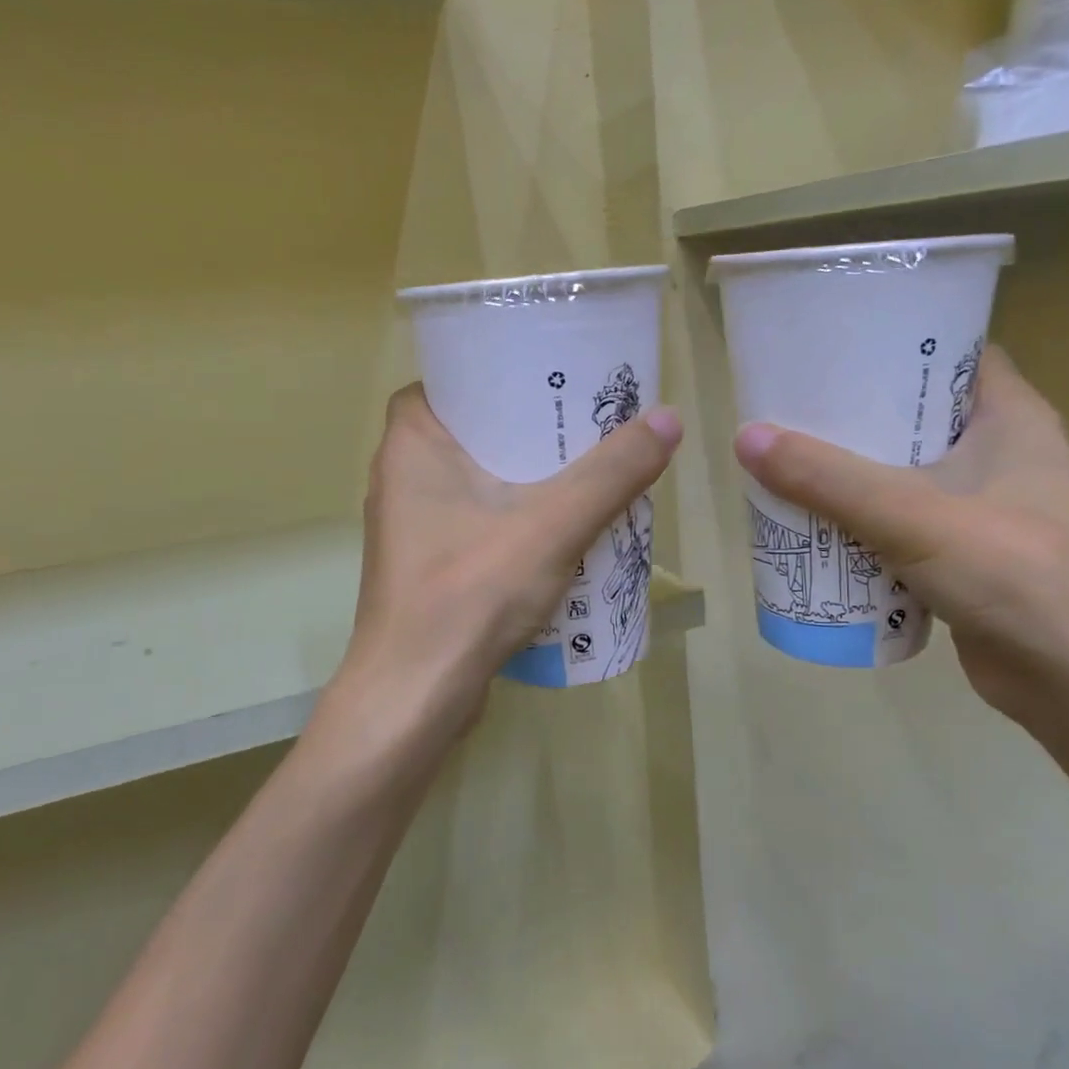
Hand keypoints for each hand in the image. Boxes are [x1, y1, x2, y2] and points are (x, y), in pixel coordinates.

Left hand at [336, 384, 682, 764]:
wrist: (417, 694)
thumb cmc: (471, 592)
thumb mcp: (552, 524)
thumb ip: (611, 473)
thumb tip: (668, 419)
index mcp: (410, 444)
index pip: (448, 381)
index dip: (495, 374)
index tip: (547, 377)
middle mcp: (400, 478)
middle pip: (470, 431)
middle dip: (525, 427)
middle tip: (583, 420)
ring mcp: (412, 527)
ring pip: (474, 480)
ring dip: (524, 476)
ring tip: (584, 467)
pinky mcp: (428, 566)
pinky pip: (476, 521)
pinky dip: (513, 517)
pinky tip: (561, 528)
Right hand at [734, 347, 1068, 726]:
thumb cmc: (1015, 575)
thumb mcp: (913, 515)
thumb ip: (828, 479)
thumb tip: (746, 437)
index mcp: (1009, 417)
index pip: (950, 351)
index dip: (892, 342)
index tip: (829, 347)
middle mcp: (998, 452)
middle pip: (912, 413)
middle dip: (851, 414)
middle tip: (788, 408)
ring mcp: (981, 506)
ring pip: (901, 471)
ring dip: (848, 471)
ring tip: (785, 460)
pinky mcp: (962, 553)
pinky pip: (899, 520)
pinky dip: (860, 519)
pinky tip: (813, 523)